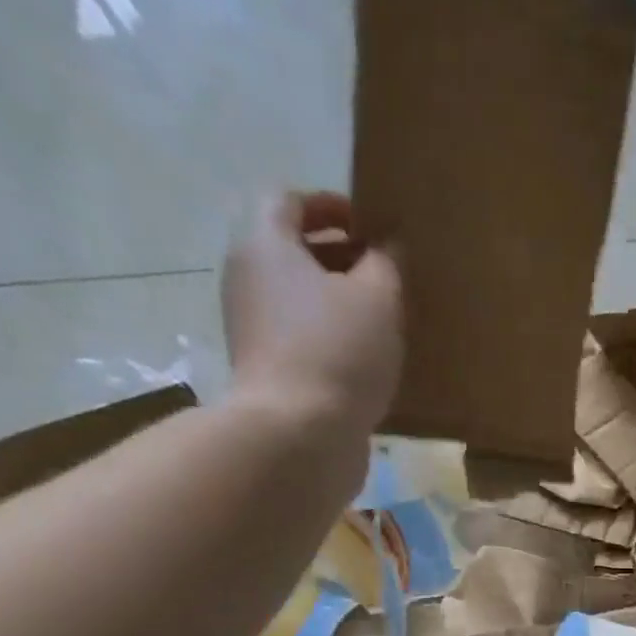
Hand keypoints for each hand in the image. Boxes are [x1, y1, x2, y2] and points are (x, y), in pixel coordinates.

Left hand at [222, 190, 402, 434]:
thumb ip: (386, 263)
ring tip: (384, 321)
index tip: (370, 225)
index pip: (288, 200)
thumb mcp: (378, 298)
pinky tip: (369, 362)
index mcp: (266, 245)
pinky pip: (302, 340)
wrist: (299, 435)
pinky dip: (332, 341)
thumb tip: (386, 247)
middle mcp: (248, 280)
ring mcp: (254, 330)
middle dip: (338, 256)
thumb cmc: (338, 352)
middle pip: (291, 251)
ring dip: (338, 303)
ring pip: (298, 300)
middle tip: (385, 274)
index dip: (330, 205)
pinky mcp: (269, 373)